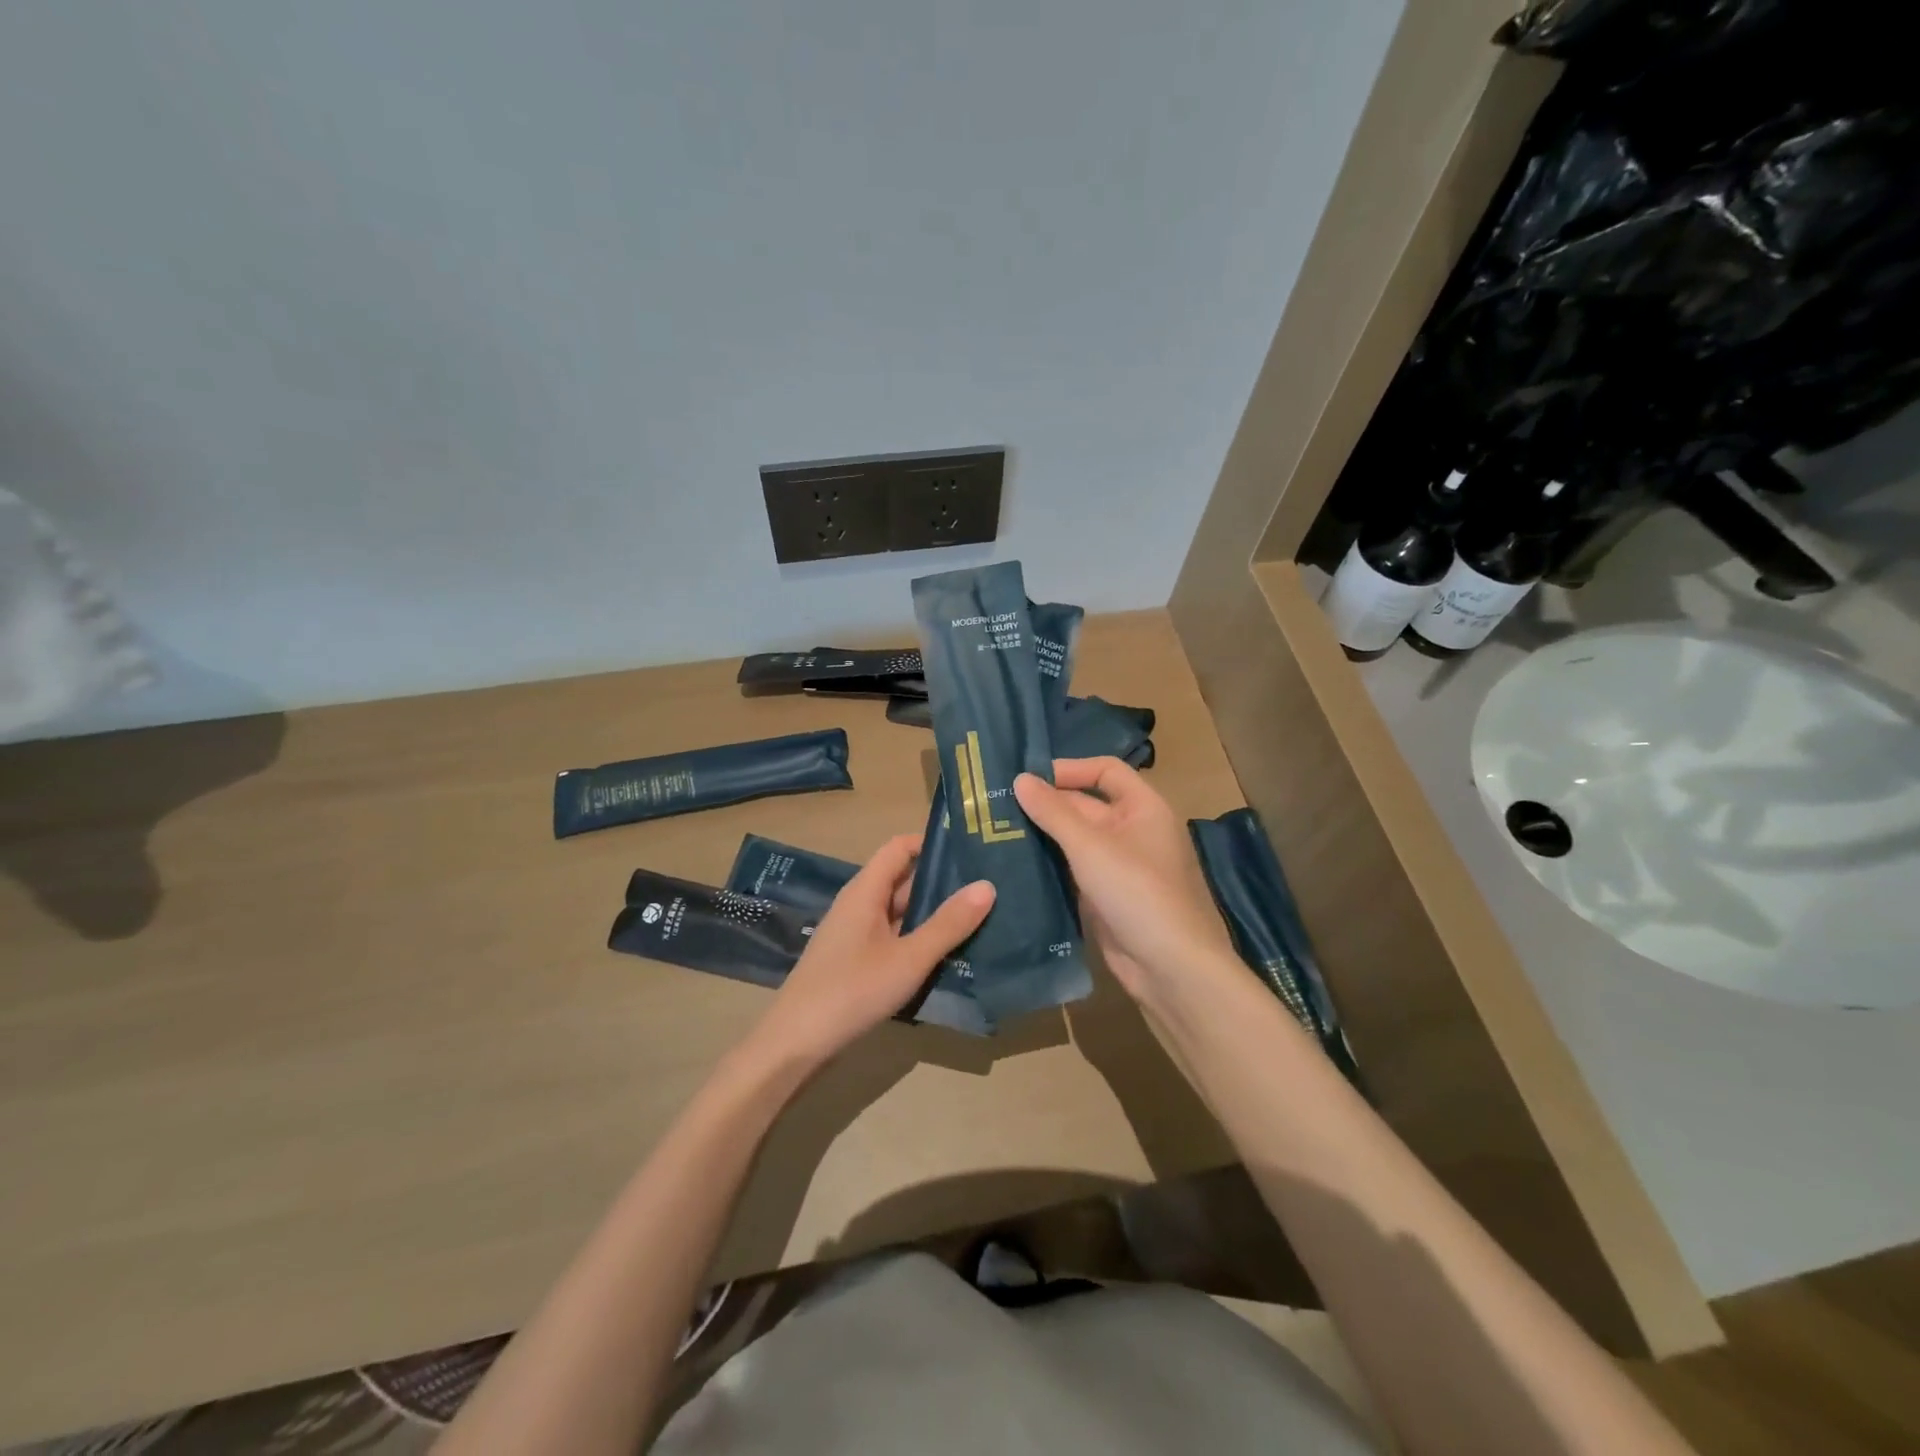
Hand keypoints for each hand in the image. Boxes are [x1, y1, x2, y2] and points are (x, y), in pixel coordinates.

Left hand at [747, 833, 993, 1069]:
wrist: (796, 1043)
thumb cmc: (853, 990)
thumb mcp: (909, 958)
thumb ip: (948, 924)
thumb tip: (987, 885)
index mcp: (865, 890)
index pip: (900, 847)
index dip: (932, 843)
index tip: (971, 849)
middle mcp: (858, 904)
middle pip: (902, 879)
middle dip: (941, 881)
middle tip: (988, 886)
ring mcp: (855, 933)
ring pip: (899, 912)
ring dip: (933, 914)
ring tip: (979, 917)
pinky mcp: (855, 960)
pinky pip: (892, 937)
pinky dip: (918, 938)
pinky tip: (947, 953)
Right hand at [1014, 759, 1236, 1008]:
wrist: (1170, 968)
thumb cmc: (1136, 892)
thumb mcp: (1091, 846)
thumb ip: (1053, 811)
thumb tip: (1020, 778)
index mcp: (1143, 807)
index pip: (1106, 771)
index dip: (1070, 769)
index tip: (1027, 778)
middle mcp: (1133, 831)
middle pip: (1087, 805)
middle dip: (1048, 804)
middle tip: (998, 806)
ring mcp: (1120, 866)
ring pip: (1077, 840)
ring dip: (1044, 835)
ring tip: (998, 830)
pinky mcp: (1106, 896)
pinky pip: (1075, 870)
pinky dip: (1050, 864)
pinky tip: (1016, 864)